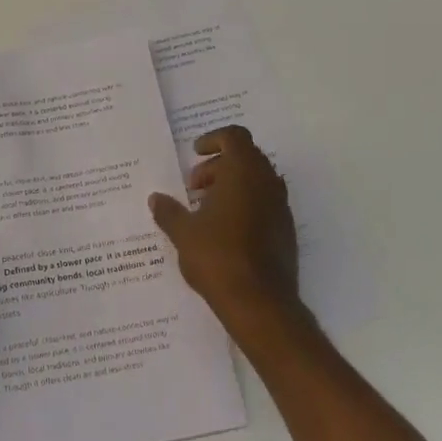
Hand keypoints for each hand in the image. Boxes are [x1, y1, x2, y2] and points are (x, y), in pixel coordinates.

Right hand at [149, 126, 304, 341]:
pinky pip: (264, 204)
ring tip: (205, 210)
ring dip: (231, 186)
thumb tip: (155, 198)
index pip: (234, 137)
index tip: (195, 154)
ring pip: (256, 181)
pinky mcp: (286, 231)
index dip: (214, 139)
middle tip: (194, 187)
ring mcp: (281, 208)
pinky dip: (245, 205)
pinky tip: (223, 231)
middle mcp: (267, 183)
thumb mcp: (183, 233)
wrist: (261, 304)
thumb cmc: (218, 257)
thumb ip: (168, 211)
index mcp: (243, 172)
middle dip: (218, 166)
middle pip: (245, 157)